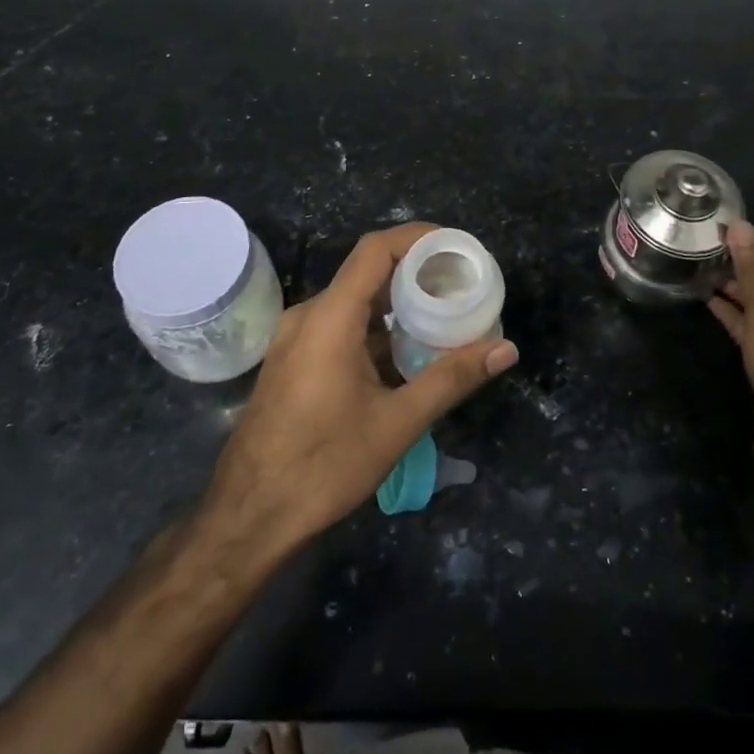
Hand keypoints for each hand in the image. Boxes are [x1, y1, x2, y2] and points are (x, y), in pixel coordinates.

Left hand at [193, 223, 518, 562]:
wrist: (248, 516)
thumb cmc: (322, 466)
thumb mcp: (396, 424)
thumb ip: (452, 379)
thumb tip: (506, 349)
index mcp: (330, 318)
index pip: (376, 249)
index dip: (418, 237)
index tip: (457, 247)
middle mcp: (309, 315)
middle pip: (368, 272)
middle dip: (416, 272)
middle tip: (461, 285)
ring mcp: (296, 338)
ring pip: (354, 301)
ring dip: (396, 303)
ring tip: (442, 315)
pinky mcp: (294, 360)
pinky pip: (340, 325)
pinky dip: (375, 327)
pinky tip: (405, 353)